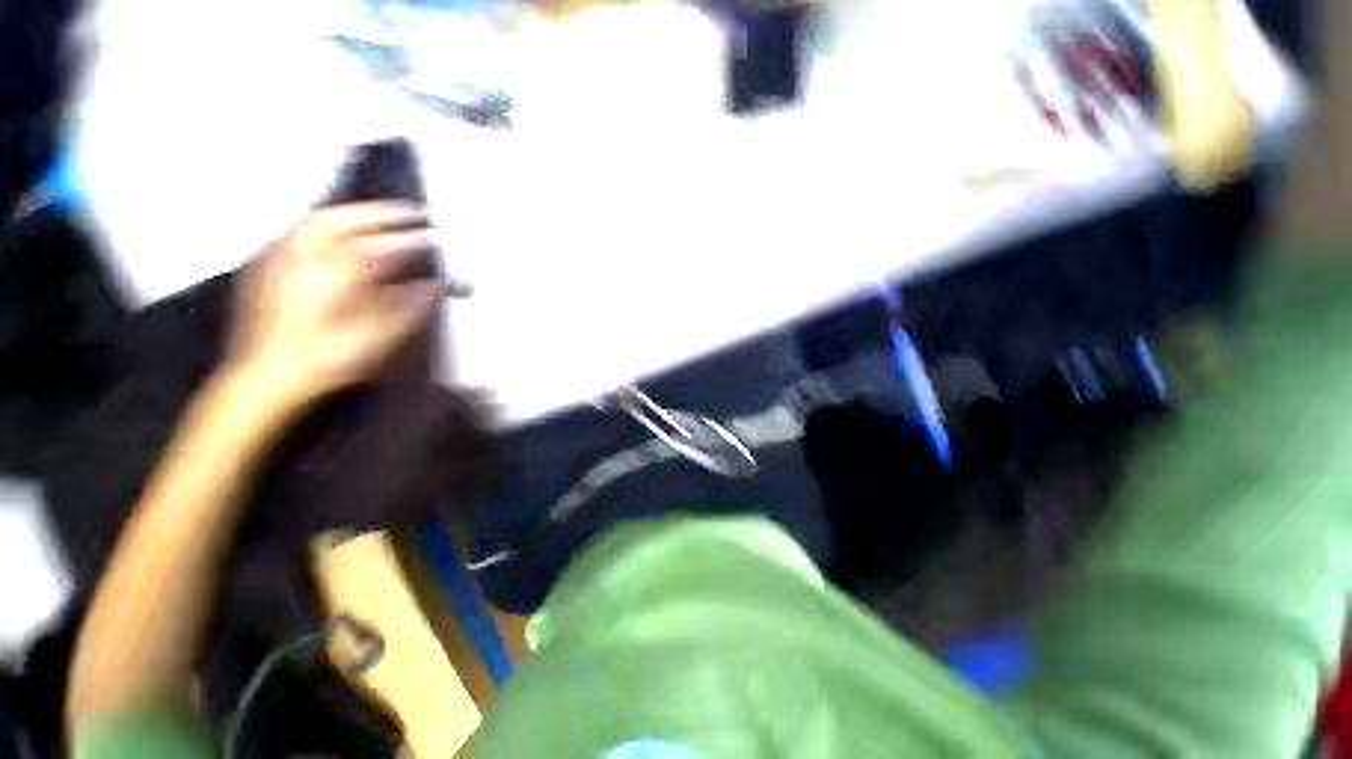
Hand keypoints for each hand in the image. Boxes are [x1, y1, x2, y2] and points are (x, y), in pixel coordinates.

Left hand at [225, 202, 444, 406]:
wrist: (265, 378)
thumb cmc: (327, 361)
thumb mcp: (377, 339)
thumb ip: (408, 308)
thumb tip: (435, 286)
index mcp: (334, 276)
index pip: (381, 246)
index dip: (412, 239)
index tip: (434, 235)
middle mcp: (303, 257)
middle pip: (343, 218)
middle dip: (379, 212)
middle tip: (409, 213)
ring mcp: (280, 257)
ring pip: (317, 220)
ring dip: (353, 213)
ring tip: (378, 217)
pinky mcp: (266, 264)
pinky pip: (300, 231)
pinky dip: (327, 224)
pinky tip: (341, 235)